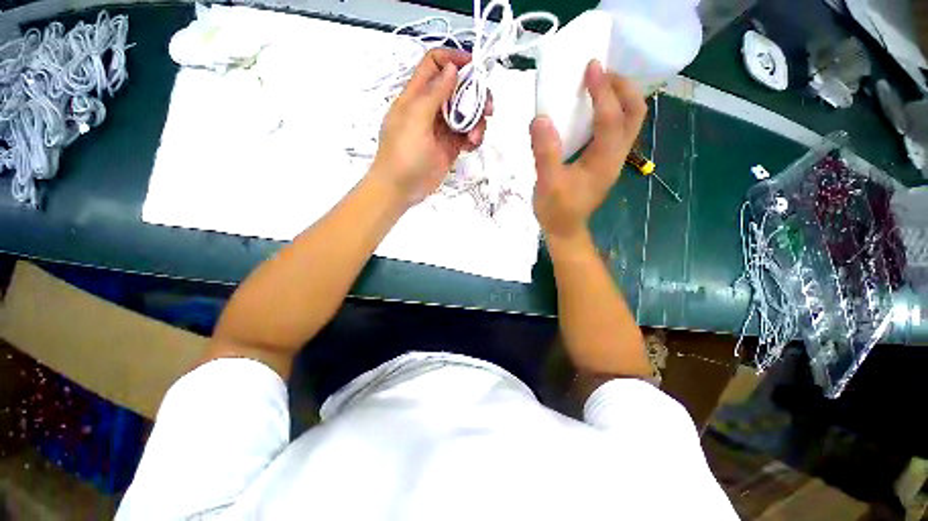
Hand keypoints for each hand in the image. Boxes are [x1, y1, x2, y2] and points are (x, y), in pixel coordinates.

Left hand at [371, 49, 492, 204]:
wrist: (400, 188)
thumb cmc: (403, 153)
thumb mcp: (416, 119)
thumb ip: (434, 93)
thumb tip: (452, 68)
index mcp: (417, 95)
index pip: (435, 65)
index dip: (454, 60)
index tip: (475, 69)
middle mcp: (431, 108)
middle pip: (457, 89)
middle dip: (475, 95)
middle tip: (488, 109)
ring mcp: (441, 129)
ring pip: (465, 114)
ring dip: (476, 122)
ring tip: (475, 138)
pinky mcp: (449, 147)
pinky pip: (466, 135)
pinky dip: (473, 138)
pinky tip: (471, 146)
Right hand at [530, 60, 646, 242]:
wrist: (565, 230)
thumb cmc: (556, 210)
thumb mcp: (547, 184)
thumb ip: (545, 153)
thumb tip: (540, 119)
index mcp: (604, 161)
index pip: (611, 119)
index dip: (603, 91)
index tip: (591, 67)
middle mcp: (615, 156)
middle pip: (635, 114)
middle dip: (622, 88)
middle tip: (600, 74)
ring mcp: (612, 159)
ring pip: (629, 120)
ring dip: (619, 97)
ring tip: (597, 84)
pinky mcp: (603, 162)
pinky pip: (616, 129)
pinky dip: (610, 110)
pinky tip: (591, 109)